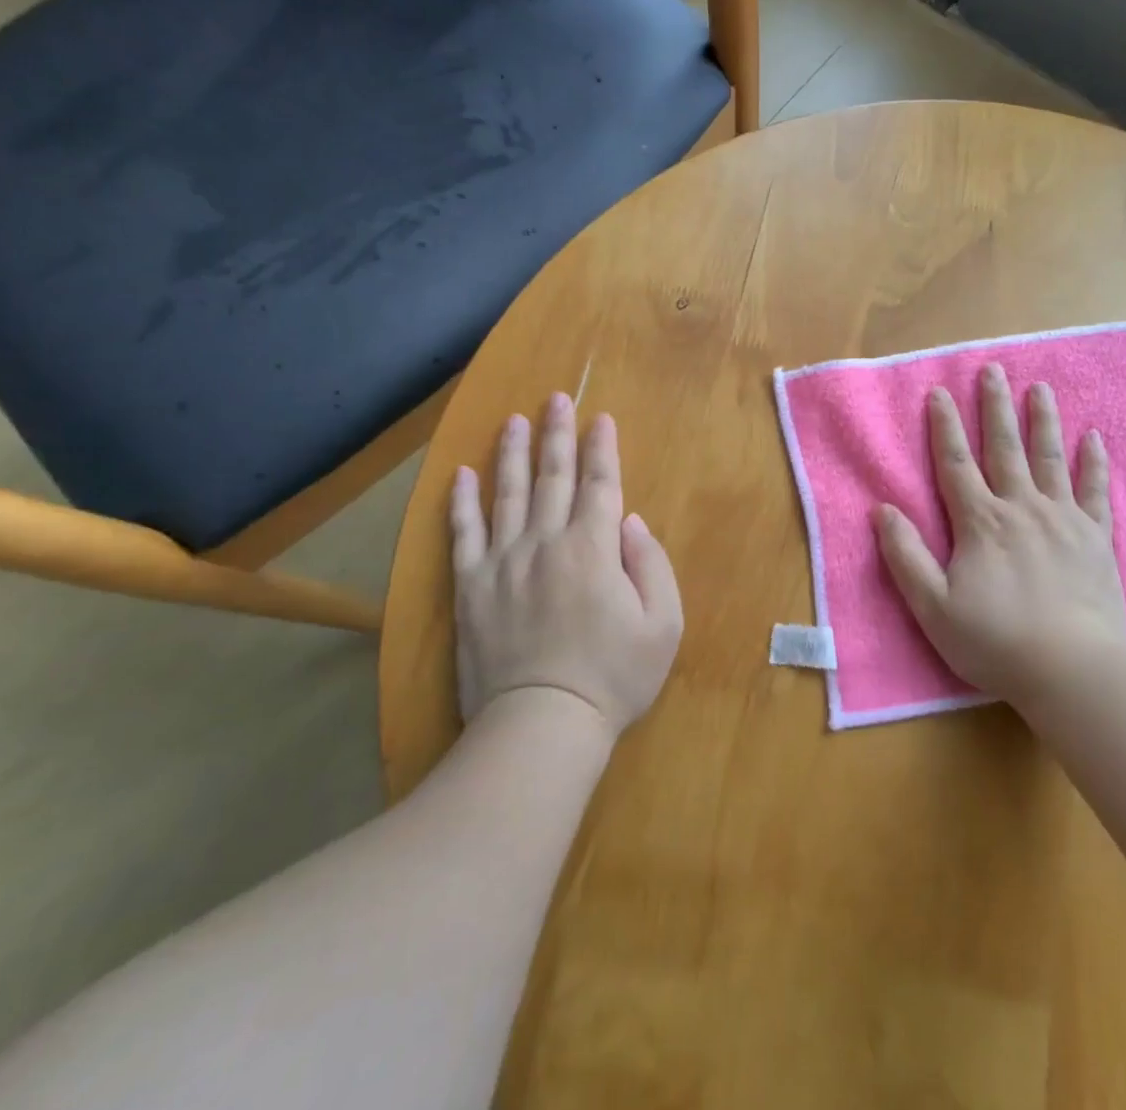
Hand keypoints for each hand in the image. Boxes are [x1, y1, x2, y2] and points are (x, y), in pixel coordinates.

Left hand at [450, 394, 682, 736]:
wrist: (541, 725)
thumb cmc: (612, 677)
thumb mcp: (663, 625)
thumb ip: (652, 565)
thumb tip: (630, 522)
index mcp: (594, 548)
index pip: (600, 484)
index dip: (603, 449)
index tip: (601, 418)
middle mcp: (546, 541)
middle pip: (553, 476)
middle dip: (558, 435)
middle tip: (556, 399)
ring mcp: (503, 561)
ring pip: (507, 493)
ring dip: (512, 452)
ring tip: (514, 420)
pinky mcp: (470, 587)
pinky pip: (462, 534)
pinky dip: (462, 502)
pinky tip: (462, 474)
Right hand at [873, 364, 1125, 709]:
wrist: (1072, 670)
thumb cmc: (995, 641)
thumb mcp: (932, 606)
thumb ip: (905, 555)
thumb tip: (882, 509)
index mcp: (980, 522)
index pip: (955, 463)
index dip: (944, 427)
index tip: (939, 392)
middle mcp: (1021, 508)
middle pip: (1004, 448)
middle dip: (995, 407)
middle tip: (993, 370)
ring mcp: (1063, 520)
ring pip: (1050, 459)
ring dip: (1043, 421)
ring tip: (1040, 388)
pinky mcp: (1095, 538)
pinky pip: (1095, 491)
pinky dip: (1094, 463)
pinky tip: (1094, 438)